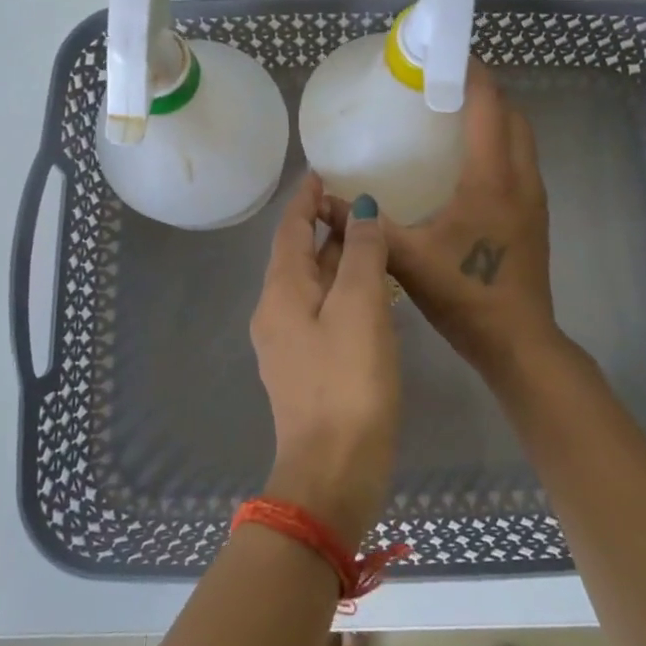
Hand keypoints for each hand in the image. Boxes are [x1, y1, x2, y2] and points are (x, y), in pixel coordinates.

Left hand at [250, 172, 400, 543]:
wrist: (333, 473)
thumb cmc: (348, 383)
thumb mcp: (360, 308)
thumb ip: (362, 254)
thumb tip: (360, 210)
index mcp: (282, 292)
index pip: (289, 230)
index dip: (305, 199)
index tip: (321, 173)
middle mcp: (276, 312)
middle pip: (297, 255)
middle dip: (322, 225)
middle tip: (357, 202)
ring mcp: (289, 343)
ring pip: (311, 284)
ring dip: (335, 257)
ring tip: (368, 237)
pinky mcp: (307, 368)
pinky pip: (322, 311)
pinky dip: (342, 289)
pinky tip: (369, 292)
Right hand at [382, 63, 562, 385]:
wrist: (518, 341)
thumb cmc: (466, 294)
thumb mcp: (407, 258)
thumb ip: (364, 227)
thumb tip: (322, 202)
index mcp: (492, 178)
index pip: (488, 106)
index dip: (471, 73)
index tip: (444, 55)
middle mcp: (521, 178)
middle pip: (512, 115)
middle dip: (484, 91)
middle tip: (443, 86)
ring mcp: (533, 198)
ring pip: (521, 139)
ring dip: (495, 118)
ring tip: (454, 116)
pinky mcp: (534, 216)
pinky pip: (520, 162)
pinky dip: (500, 145)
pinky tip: (467, 164)